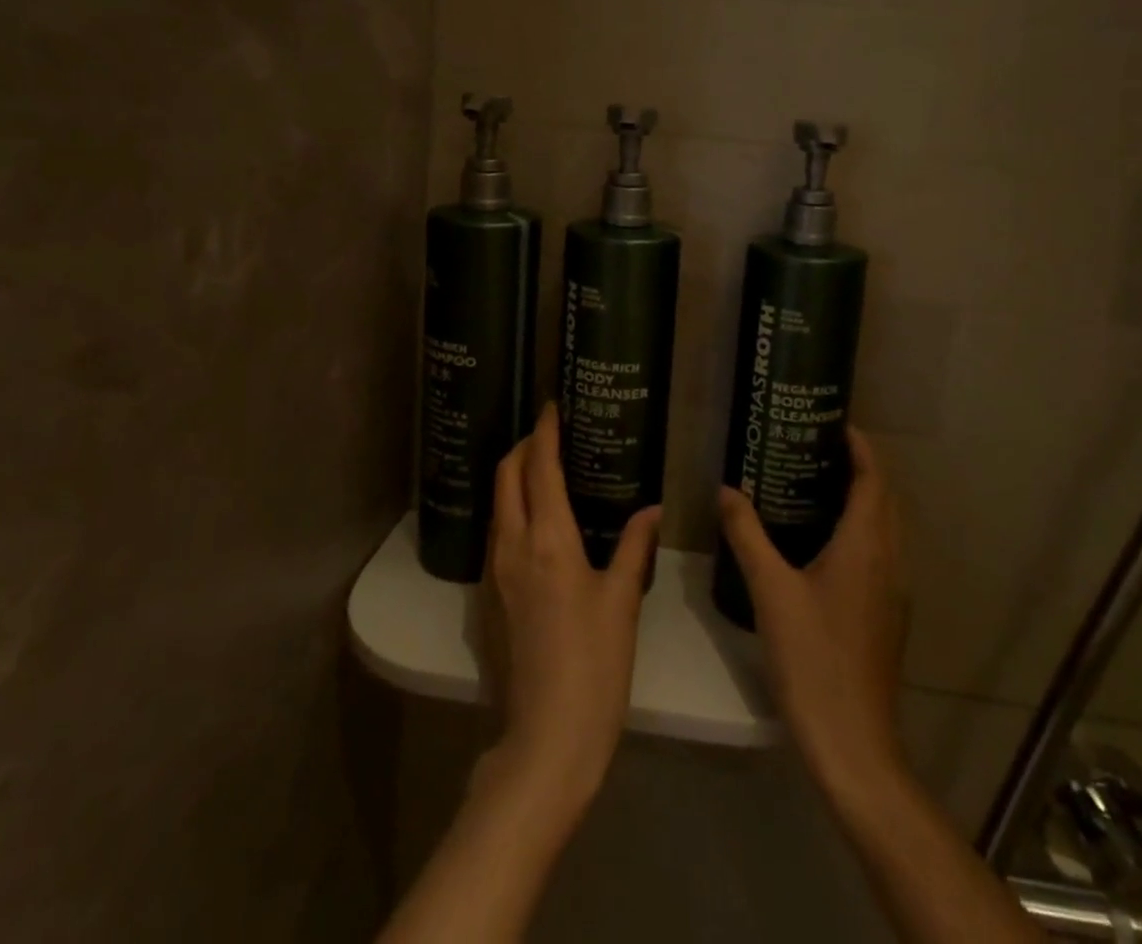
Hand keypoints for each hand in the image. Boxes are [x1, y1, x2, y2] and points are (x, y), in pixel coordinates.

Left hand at [481, 404, 661, 822]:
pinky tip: (535, 520)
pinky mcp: (489, 596)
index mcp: (549, 539)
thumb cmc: (594, 664)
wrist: (546, 737)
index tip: (551, 406)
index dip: (545, 432)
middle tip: (548, 433)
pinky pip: (497, 533)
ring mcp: (495, 572)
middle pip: (507, 476)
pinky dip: (511, 508)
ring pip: (498, 504)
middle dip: (522, 446)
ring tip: (543, 468)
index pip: (540, 467)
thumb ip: (634, 546)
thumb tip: (652, 509)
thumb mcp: (622, 600)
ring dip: (513, 476)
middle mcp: (513, 545)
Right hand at [718, 427, 907, 800]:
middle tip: (818, 447)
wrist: (853, 743)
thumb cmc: (813, 658)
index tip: (836, 423)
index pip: (874, 479)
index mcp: (867, 545)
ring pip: (886, 528)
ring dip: (863, 499)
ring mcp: (894, 591)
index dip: (861, 447)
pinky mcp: (888, 615)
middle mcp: (889, 560)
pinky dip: (861, 530)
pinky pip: (881, 553)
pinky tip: (824, 542)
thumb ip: (747, 534)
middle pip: (885, 499)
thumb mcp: (770, 590)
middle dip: (860, 467)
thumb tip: (725, 489)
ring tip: (818, 484)